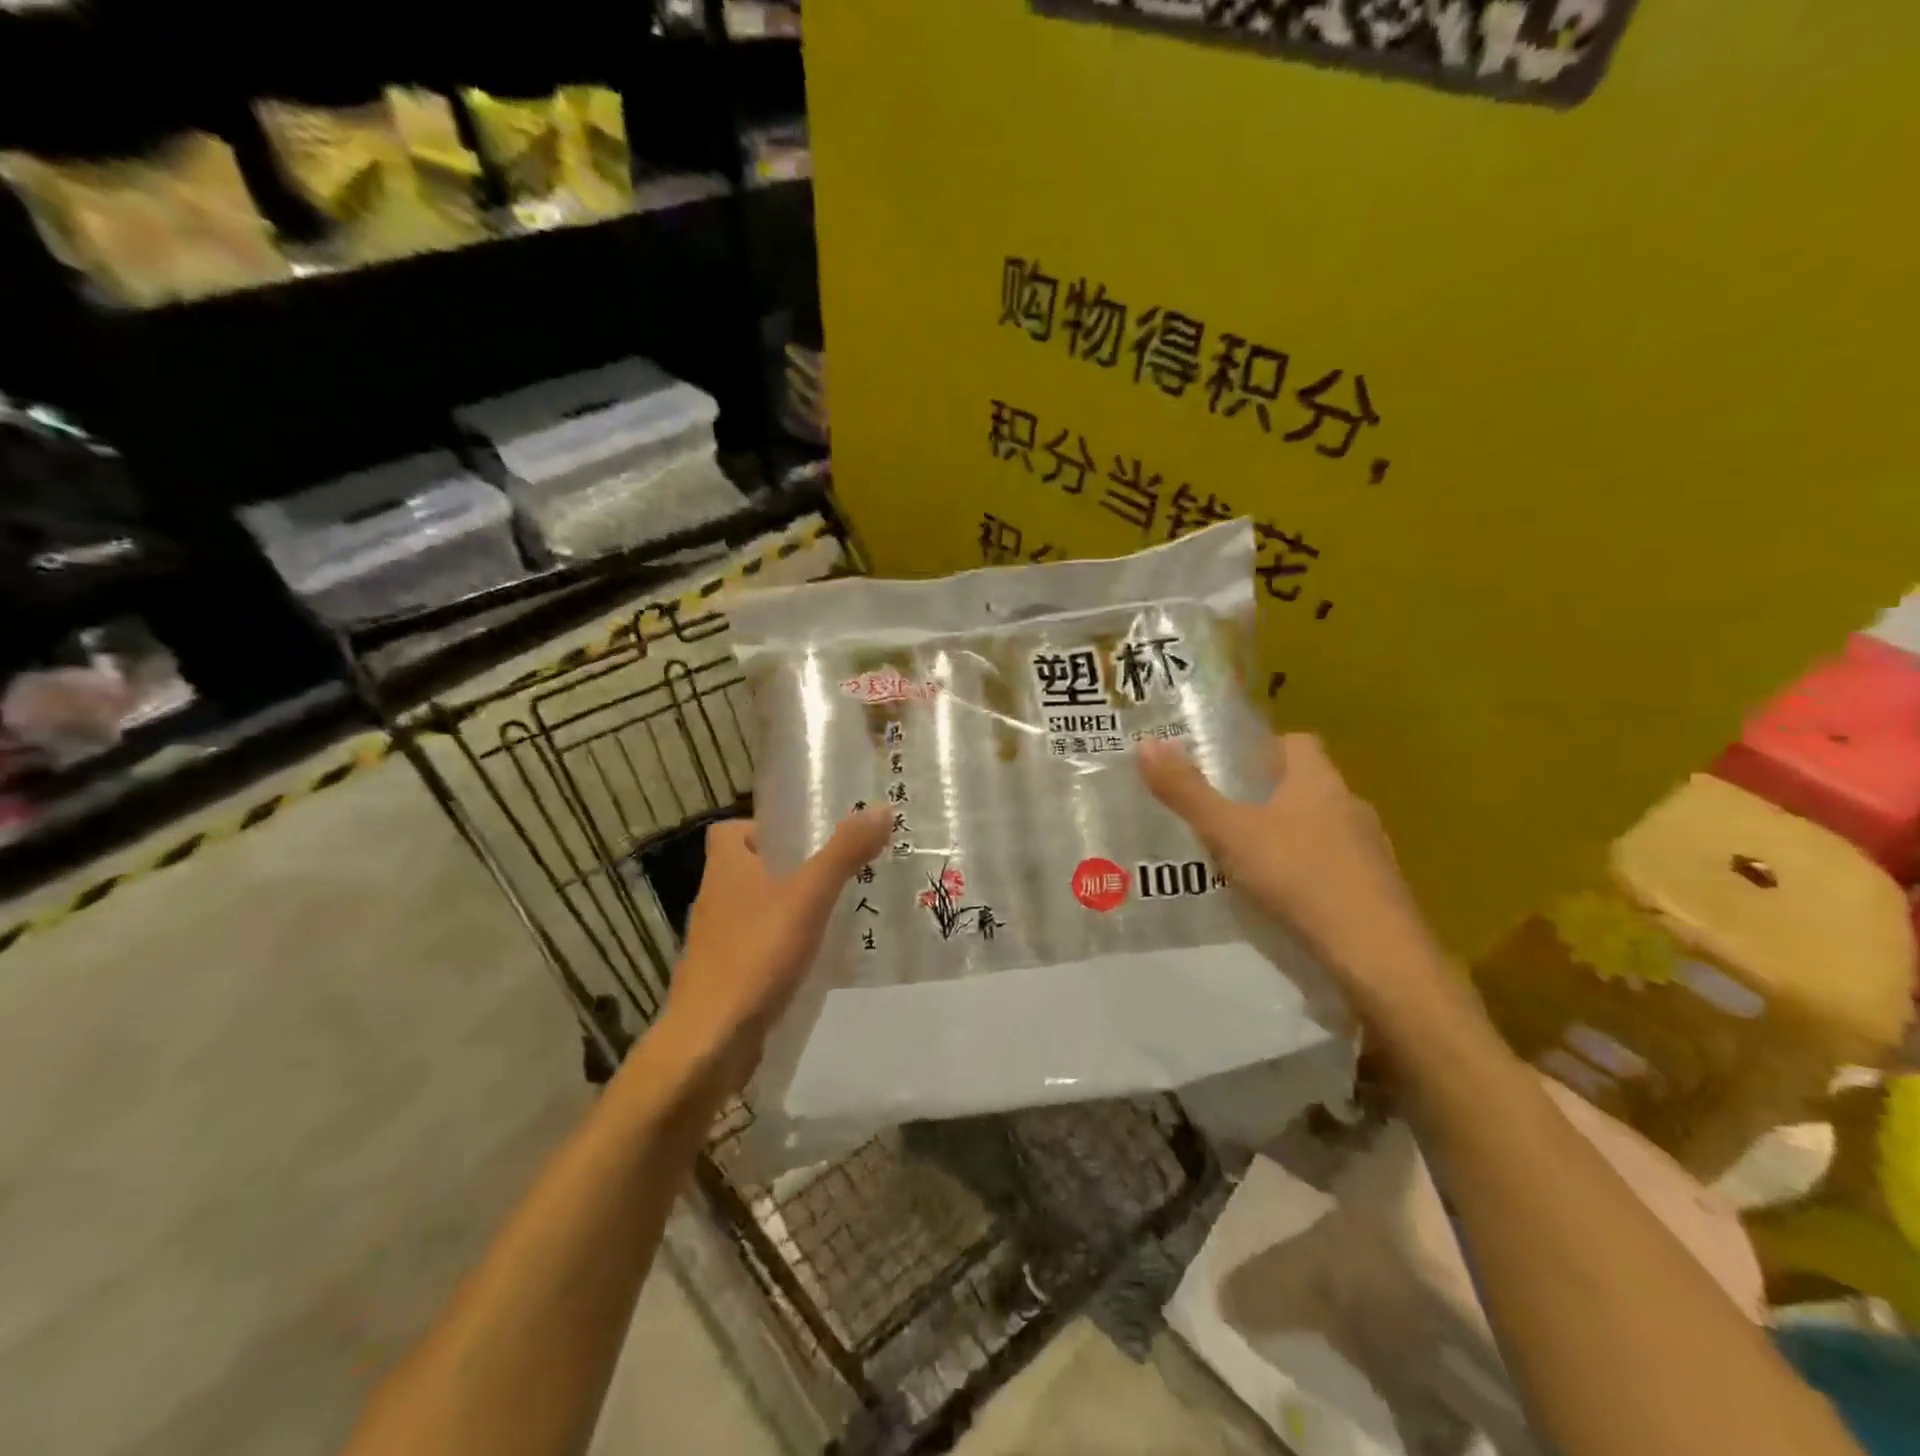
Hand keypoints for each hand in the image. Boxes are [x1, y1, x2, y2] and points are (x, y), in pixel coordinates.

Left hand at [659, 808, 889, 1089]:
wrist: (710, 1041)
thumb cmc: (756, 955)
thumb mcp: (809, 896)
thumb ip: (844, 853)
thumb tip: (880, 809)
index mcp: (725, 868)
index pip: (731, 830)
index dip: (764, 828)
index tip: (805, 839)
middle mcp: (715, 899)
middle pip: (750, 869)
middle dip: (790, 870)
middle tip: (836, 873)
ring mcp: (716, 942)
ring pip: (756, 910)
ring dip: (788, 910)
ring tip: (834, 914)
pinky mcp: (725, 977)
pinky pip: (757, 947)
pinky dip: (782, 947)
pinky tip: (815, 959)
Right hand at [1137, 733, 1443, 1019]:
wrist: (1377, 955)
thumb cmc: (1299, 877)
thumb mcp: (1229, 832)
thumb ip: (1187, 792)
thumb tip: (1147, 744)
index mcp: (1318, 780)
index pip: (1296, 742)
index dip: (1261, 748)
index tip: (1227, 768)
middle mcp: (1350, 804)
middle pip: (1306, 785)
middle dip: (1267, 795)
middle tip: (1223, 814)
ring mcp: (1369, 848)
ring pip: (1321, 826)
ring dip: (1289, 835)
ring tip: (1246, 859)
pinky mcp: (1377, 888)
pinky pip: (1334, 865)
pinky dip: (1308, 872)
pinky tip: (1283, 897)